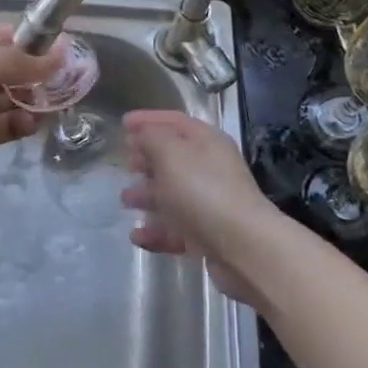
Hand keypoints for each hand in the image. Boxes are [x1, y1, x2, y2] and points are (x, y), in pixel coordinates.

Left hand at [0, 23, 63, 190]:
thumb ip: (24, 59)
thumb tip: (64, 50)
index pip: (5, 36)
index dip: (34, 41)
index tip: (64, 48)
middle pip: (13, 67)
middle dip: (40, 72)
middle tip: (72, 77)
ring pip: (15, 97)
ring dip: (36, 98)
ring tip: (58, 99)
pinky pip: (10, 124)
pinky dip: (24, 122)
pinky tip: (34, 121)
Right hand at [121, 110, 271, 304]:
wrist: (244, 248)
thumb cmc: (203, 191)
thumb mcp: (170, 153)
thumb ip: (150, 137)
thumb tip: (141, 135)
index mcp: (207, 142)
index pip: (175, 121)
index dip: (148, 119)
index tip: (123, 123)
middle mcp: (211, 169)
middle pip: (174, 158)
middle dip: (147, 159)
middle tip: (126, 163)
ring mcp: (210, 204)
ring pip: (172, 195)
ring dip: (147, 196)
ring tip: (125, 201)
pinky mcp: (207, 236)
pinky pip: (175, 229)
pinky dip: (156, 231)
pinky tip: (137, 236)